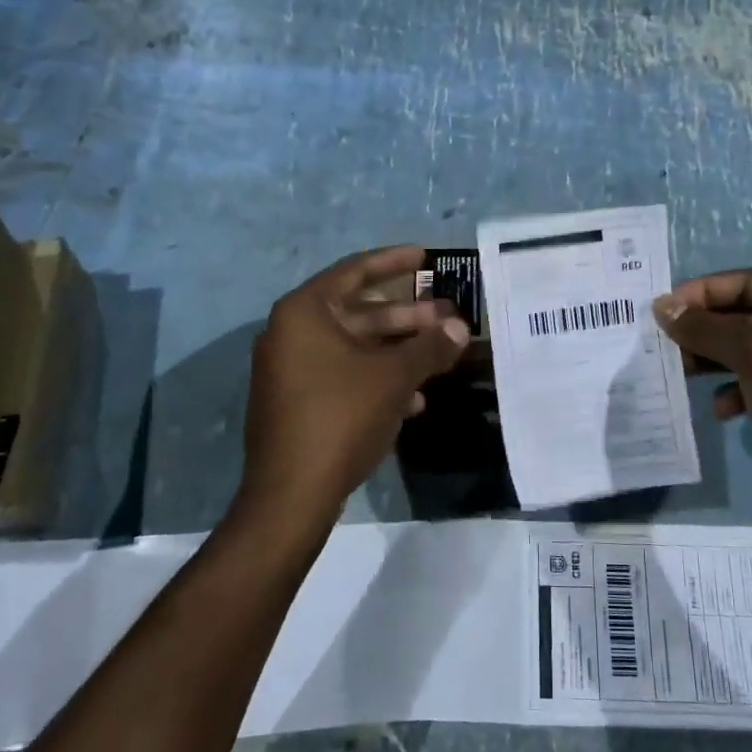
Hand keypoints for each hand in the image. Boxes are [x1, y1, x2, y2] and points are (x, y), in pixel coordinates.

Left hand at [240, 246, 469, 526]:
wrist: (291, 494)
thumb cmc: (341, 417)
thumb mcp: (394, 378)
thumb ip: (429, 348)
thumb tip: (460, 330)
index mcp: (304, 313)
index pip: (355, 271)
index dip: (394, 262)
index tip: (426, 257)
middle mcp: (291, 334)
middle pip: (359, 312)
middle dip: (407, 316)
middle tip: (449, 316)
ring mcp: (291, 370)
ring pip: (356, 347)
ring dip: (399, 350)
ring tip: (441, 356)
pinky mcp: (298, 402)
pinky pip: (344, 376)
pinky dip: (378, 379)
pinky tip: (414, 400)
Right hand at [653, 271, 751, 500]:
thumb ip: (705, 327)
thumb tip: (662, 306)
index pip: (750, 282)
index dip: (704, 291)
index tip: (663, 309)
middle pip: (747, 316)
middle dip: (705, 329)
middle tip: (664, 342)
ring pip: (748, 352)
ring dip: (712, 360)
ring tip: (681, 372)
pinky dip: (733, 391)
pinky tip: (720, 410)